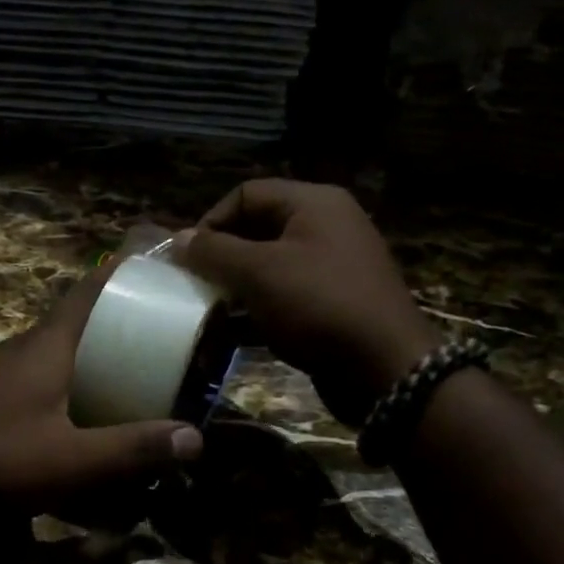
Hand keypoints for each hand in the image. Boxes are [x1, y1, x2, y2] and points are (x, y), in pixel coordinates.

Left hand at [0, 261, 204, 513]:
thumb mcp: (73, 461)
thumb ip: (133, 450)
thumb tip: (195, 440)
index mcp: (46, 346)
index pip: (90, 290)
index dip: (124, 273)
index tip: (157, 263)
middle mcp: (22, 350)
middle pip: (77, 322)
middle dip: (118, 324)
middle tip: (160, 336)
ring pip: (56, 354)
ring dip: (90, 359)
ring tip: (127, 377)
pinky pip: (37, 381)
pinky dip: (66, 388)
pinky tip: (77, 420)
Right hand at [174, 180, 439, 425]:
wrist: (384, 368)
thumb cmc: (318, 306)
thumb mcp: (259, 273)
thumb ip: (214, 252)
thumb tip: (179, 239)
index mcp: (314, 204)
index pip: (246, 194)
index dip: (211, 221)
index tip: (187, 258)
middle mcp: (325, 227)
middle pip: (257, 228)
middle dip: (221, 256)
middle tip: (193, 284)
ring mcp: (331, 267)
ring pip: (269, 266)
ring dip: (235, 286)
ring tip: (207, 310)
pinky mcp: (331, 304)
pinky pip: (284, 296)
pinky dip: (256, 310)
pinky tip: (231, 333)